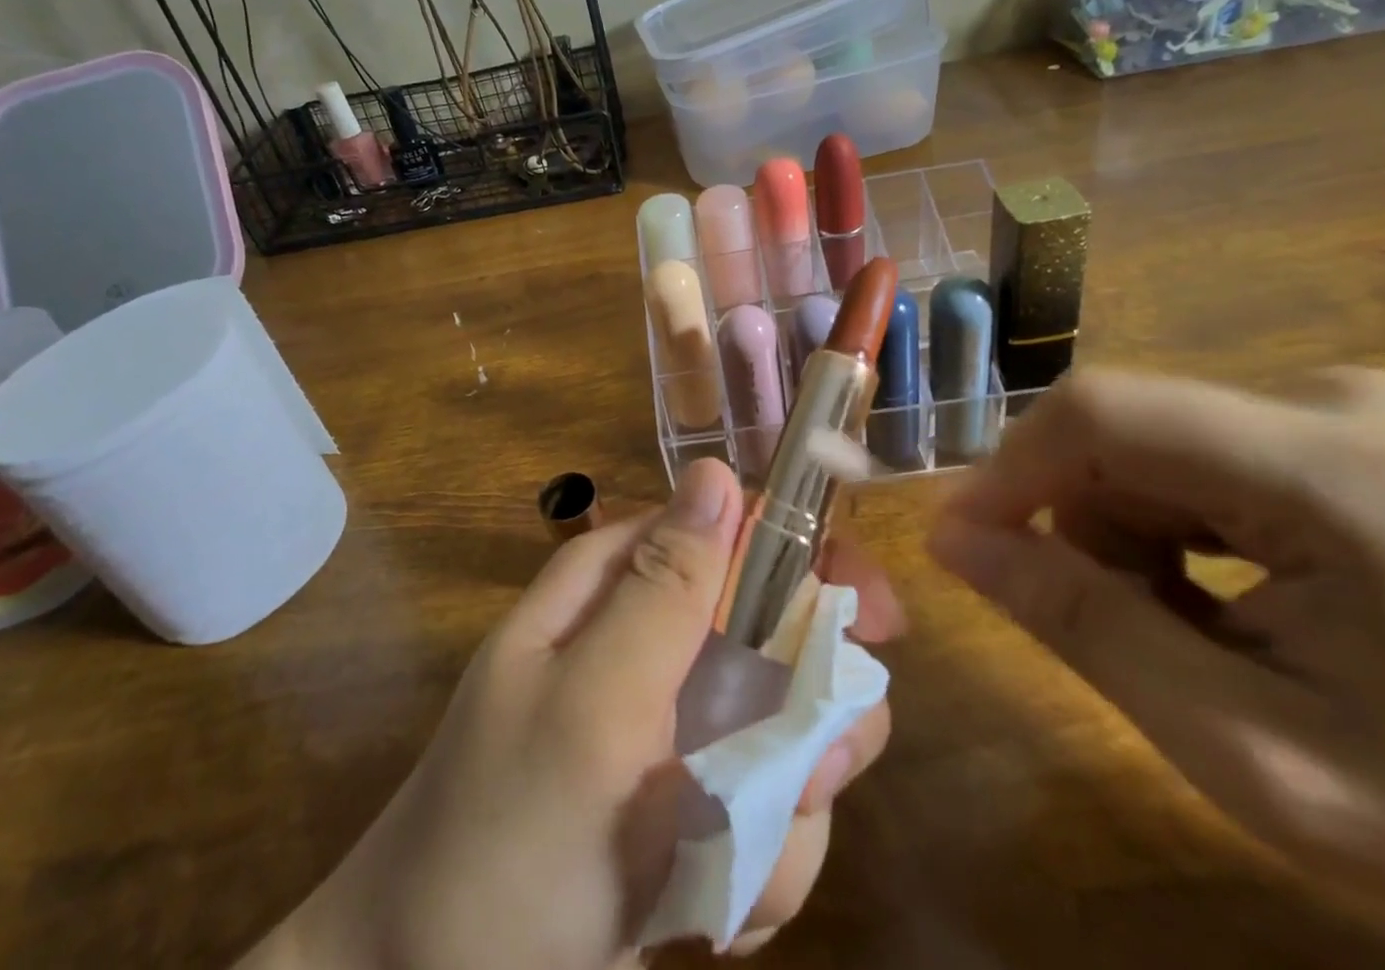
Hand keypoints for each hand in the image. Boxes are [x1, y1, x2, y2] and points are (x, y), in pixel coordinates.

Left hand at [246, 458, 901, 969]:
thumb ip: (662, 592)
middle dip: (807, 714)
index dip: (813, 563)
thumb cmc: (508, 837)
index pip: (733, 530)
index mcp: (619, 584)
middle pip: (777, 635)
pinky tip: (704, 913)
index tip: (876, 624)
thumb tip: (717, 471)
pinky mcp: (688, 803)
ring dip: (780, 812)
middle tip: (806, 774)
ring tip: (723, 874)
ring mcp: (673, 723)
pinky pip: (763, 815)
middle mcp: (651, 638)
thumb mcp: (589, 704)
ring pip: (784, 734)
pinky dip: (754, 870)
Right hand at [928, 368, 1384, 958]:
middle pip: (1121, 431)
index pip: (1104, 415)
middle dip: (1081, 524)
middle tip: (1112, 627)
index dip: (1007, 469)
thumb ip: (1083, 628)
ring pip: (1143, 441)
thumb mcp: (1249, 751)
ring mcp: (1343, 404)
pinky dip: (1168, 520)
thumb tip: (951, 538)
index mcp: (1338, 470)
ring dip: (1125, 530)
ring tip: (1185, 626)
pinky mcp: (1337, 422)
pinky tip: (1224, 591)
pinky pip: (1187, 448)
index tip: (963, 541)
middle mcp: (1334, 400)